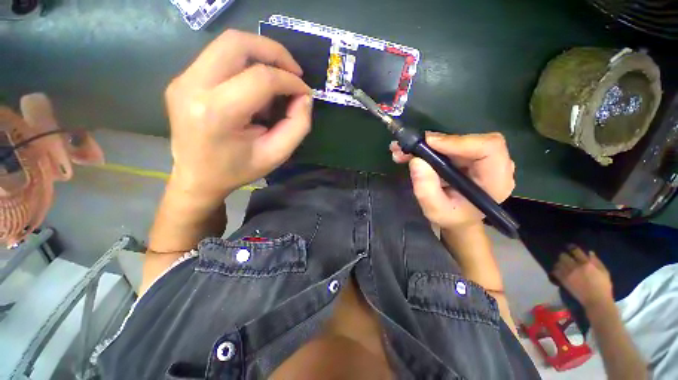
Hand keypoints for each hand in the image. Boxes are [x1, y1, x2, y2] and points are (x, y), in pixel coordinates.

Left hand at [165, 30, 312, 206]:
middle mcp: (193, 87)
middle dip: (273, 51)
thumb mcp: (276, 155)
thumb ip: (298, 126)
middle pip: (237, 43)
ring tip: (278, 78)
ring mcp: (183, 80)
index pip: (260, 78)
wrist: (197, 178)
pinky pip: (220, 57)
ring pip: (227, 44)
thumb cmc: (238, 170)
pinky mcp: (182, 79)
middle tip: (293, 71)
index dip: (290, 80)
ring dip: (260, 54)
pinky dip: (246, 64)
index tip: (305, 91)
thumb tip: (304, 97)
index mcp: (217, 112)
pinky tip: (256, 87)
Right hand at [391, 132, 514, 230]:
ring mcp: (479, 158)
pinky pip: (447, 144)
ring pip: (454, 140)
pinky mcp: (466, 155)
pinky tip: (409, 153)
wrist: (458, 219)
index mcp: (495, 180)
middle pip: (467, 140)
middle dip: (433, 142)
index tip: (428, 144)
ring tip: (401, 152)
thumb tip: (416, 161)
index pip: (488, 148)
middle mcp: (493, 164)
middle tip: (406, 147)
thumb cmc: (451, 218)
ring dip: (425, 144)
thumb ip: (426, 190)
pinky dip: (426, 147)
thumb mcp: (435, 210)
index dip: (457, 141)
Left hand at [552, 246, 612, 308]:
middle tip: (566, 258)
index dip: (571, 248)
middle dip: (564, 255)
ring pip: (558, 263)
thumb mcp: (604, 272)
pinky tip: (559, 271)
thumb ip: (596, 262)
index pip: (575, 251)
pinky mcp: (563, 280)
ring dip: (559, 263)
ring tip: (562, 265)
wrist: (597, 301)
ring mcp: (568, 274)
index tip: (570, 247)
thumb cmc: (603, 287)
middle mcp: (575, 267)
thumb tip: (589, 252)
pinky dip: (555, 270)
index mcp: (586, 264)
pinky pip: (555, 272)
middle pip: (563, 256)